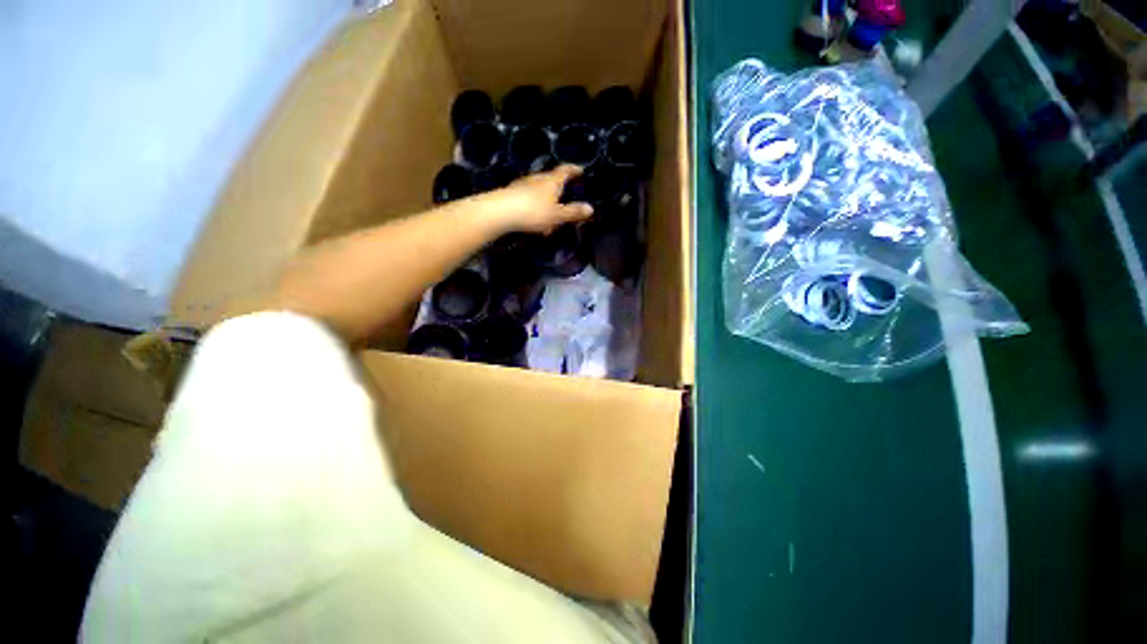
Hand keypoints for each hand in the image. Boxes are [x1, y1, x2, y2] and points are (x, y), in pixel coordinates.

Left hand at [478, 165, 593, 233]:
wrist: (501, 212)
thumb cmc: (533, 212)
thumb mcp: (557, 216)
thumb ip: (573, 212)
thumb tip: (591, 208)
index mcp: (551, 181)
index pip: (565, 170)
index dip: (573, 169)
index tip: (579, 169)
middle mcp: (537, 179)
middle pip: (550, 179)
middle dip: (558, 187)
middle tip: (565, 194)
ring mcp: (523, 185)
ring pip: (538, 189)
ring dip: (546, 198)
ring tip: (550, 212)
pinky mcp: (512, 193)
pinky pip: (528, 197)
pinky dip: (535, 205)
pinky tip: (534, 217)